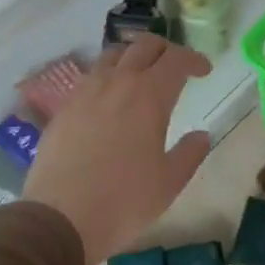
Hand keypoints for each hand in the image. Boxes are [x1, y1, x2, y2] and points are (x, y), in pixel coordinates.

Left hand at [23, 36, 212, 264]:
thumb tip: (202, 136)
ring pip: (112, 56)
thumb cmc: (124, 201)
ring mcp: (84, 93)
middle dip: (165, 50)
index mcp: (149, 96)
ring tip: (142, 77)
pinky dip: (108, 77)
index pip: (176, 59)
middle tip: (176, 68)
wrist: (60, 218)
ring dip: (133, 58)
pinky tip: (110, 101)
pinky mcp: (63, 108)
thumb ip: (190, 153)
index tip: (204, 71)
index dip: (194, 60)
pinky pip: (90, 78)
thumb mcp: (169, 182)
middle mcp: (116, 83)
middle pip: (143, 46)